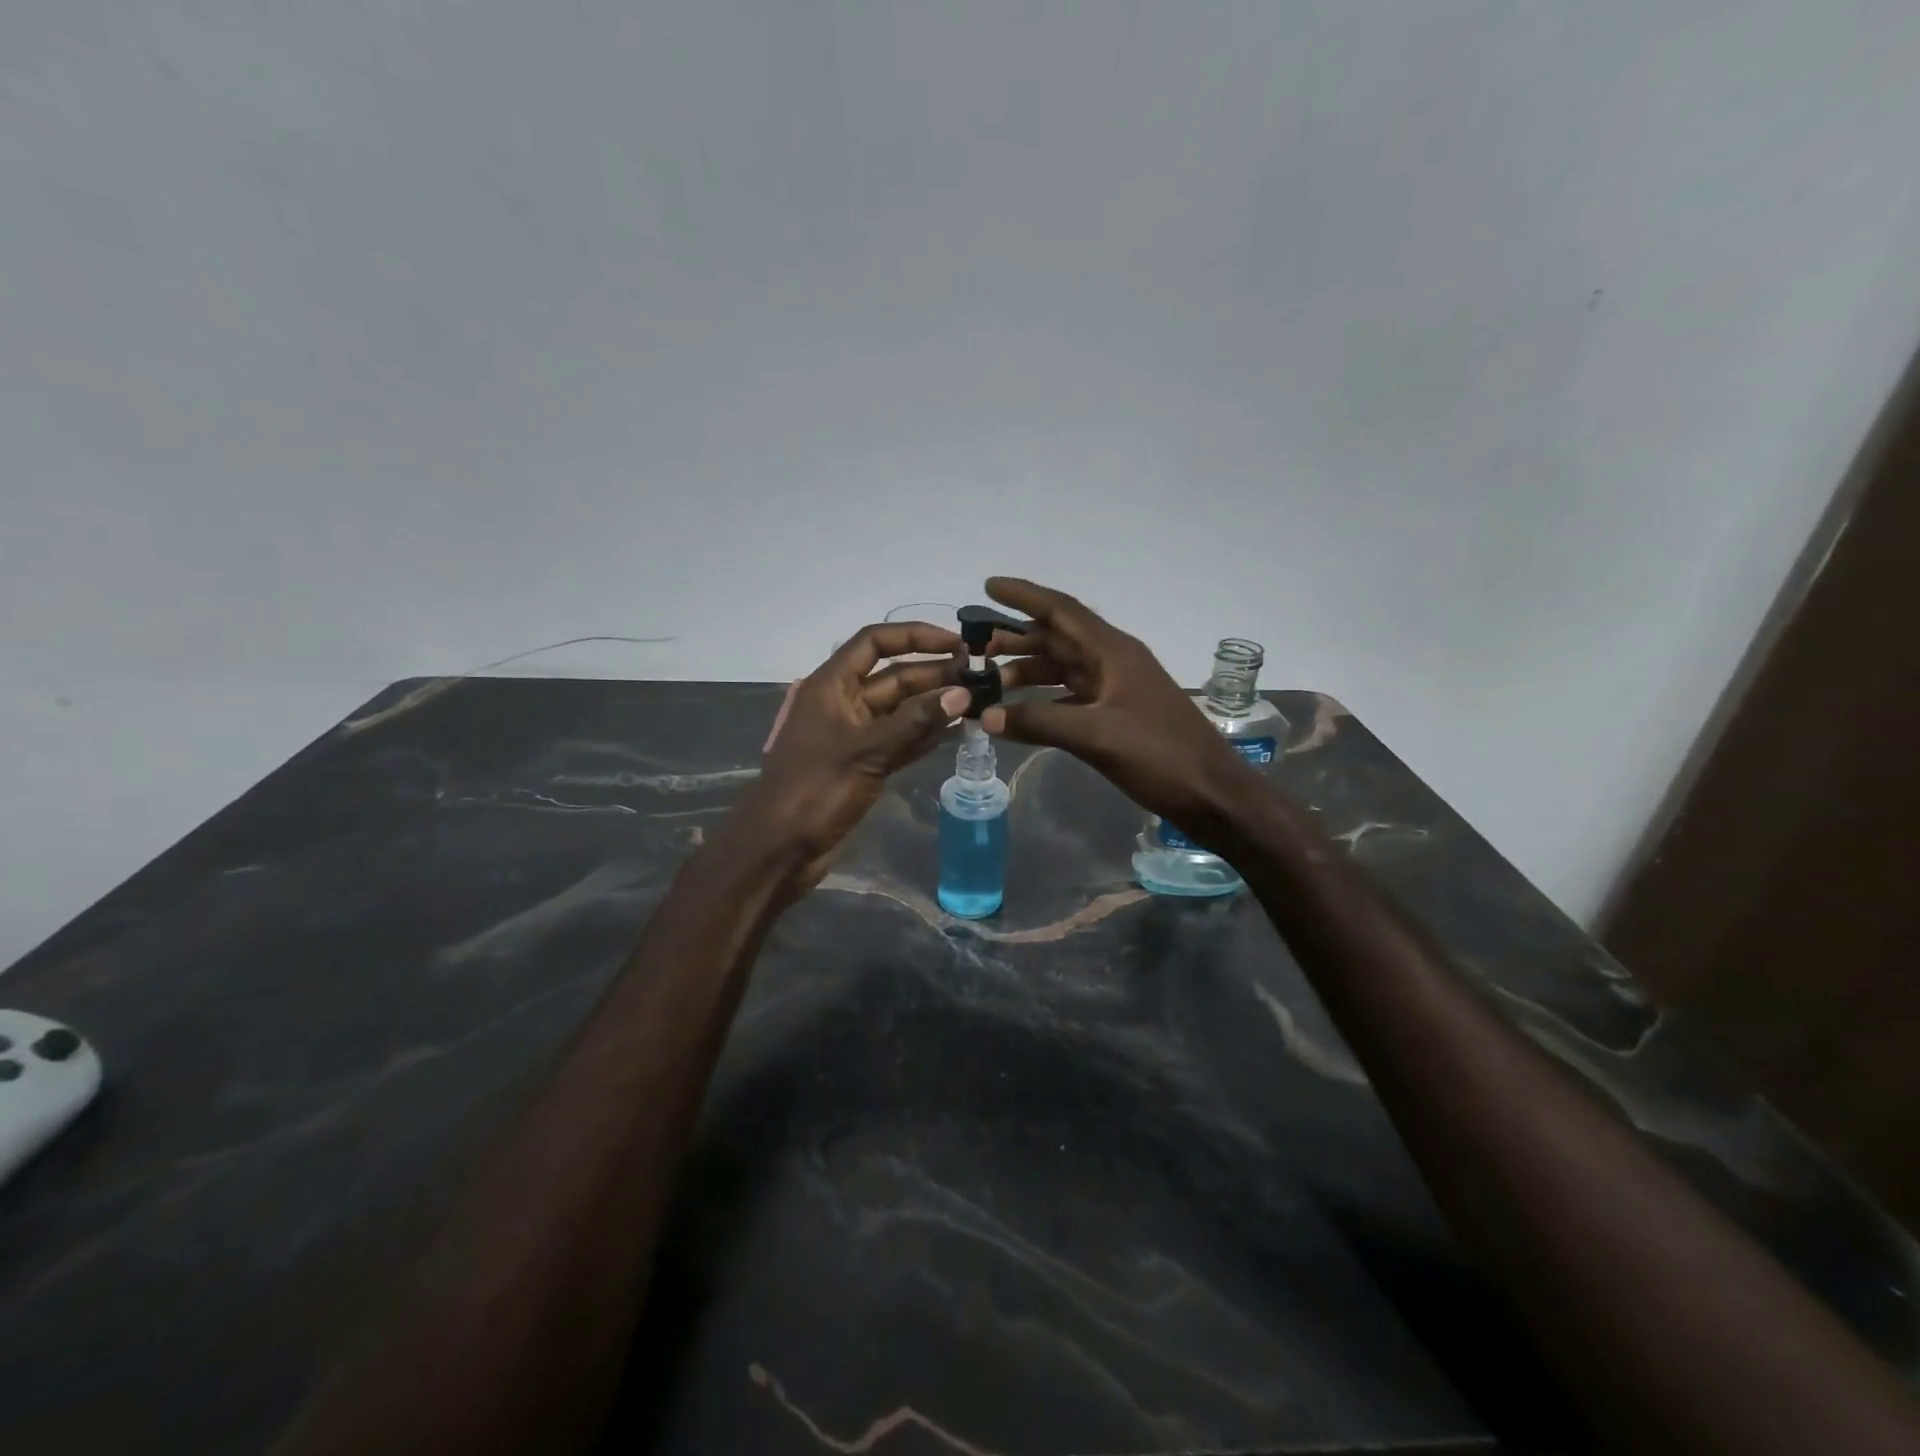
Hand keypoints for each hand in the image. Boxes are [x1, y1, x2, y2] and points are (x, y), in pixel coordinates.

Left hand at [725, 622, 969, 894]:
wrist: (779, 849)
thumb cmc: (815, 790)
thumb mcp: (868, 751)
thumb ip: (916, 722)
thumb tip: (962, 693)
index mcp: (831, 686)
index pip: (875, 642)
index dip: (915, 636)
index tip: (957, 643)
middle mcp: (842, 703)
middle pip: (893, 677)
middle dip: (934, 674)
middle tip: (980, 678)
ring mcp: (852, 736)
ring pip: (899, 710)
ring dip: (933, 705)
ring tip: (977, 701)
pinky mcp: (861, 765)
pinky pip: (898, 740)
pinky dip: (923, 735)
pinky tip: (955, 732)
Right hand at [979, 578, 1264, 837]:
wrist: (1212, 793)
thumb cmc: (1160, 756)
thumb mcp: (1097, 736)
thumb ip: (1040, 722)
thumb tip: (986, 716)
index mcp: (1114, 652)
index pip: (1062, 611)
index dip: (1024, 596)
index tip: (988, 586)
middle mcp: (1114, 662)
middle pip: (1059, 638)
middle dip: (1018, 638)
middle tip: (977, 647)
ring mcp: (1117, 689)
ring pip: (1064, 669)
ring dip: (1029, 671)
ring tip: (991, 680)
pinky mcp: (1118, 716)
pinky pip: (1071, 697)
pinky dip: (1044, 701)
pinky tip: (1021, 713)